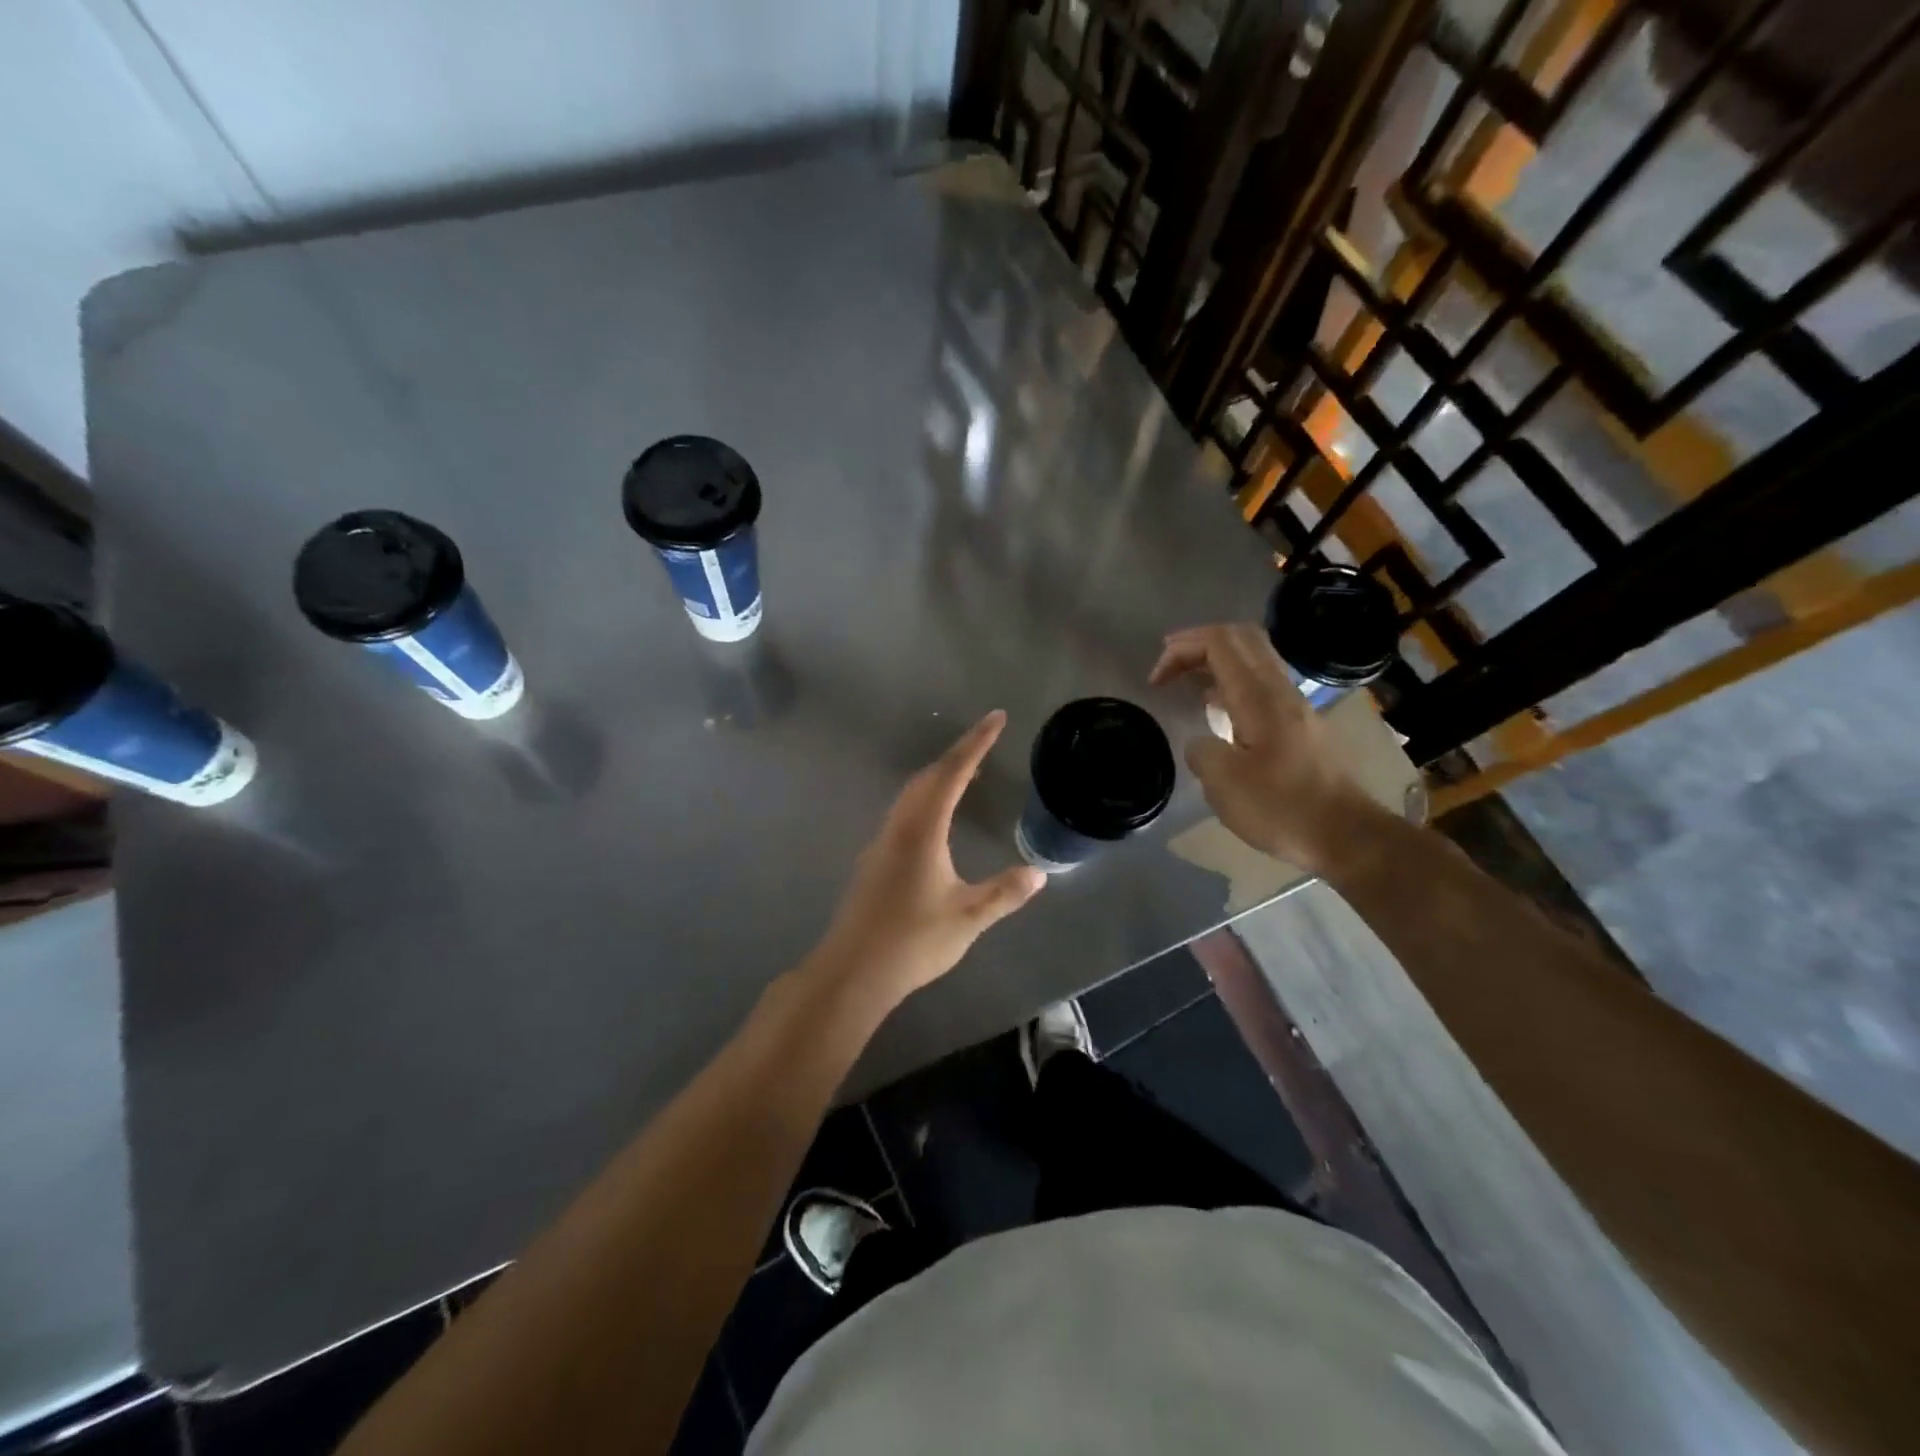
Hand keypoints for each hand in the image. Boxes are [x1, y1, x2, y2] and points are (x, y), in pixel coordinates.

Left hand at [806, 710, 1045, 1009]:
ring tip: (968, 776)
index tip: (996, 718)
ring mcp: (880, 842)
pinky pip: (903, 812)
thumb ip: (1004, 893)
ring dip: (939, 777)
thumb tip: (1039, 874)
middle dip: (959, 755)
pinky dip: (926, 799)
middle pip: (928, 776)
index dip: (976, 743)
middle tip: (986, 744)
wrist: (853, 971)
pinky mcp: (873, 860)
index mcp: (922, 829)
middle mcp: (898, 826)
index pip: (952, 772)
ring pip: (912, 794)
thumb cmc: (913, 940)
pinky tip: (936, 820)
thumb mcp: (968, 917)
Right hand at [1149, 623, 1383, 875]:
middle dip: (1199, 643)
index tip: (1156, 680)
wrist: (1347, 835)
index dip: (1182, 649)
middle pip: (1241, 639)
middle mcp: (1280, 691)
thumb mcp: (1224, 784)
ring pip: (1254, 660)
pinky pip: (1262, 685)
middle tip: (1168, 662)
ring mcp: (1295, 707)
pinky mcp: (1301, 726)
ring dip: (1216, 662)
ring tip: (1186, 682)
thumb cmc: (1283, 808)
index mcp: (1259, 697)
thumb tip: (1201, 744)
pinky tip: (1217, 710)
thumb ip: (1201, 752)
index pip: (1219, 643)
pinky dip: (1232, 684)